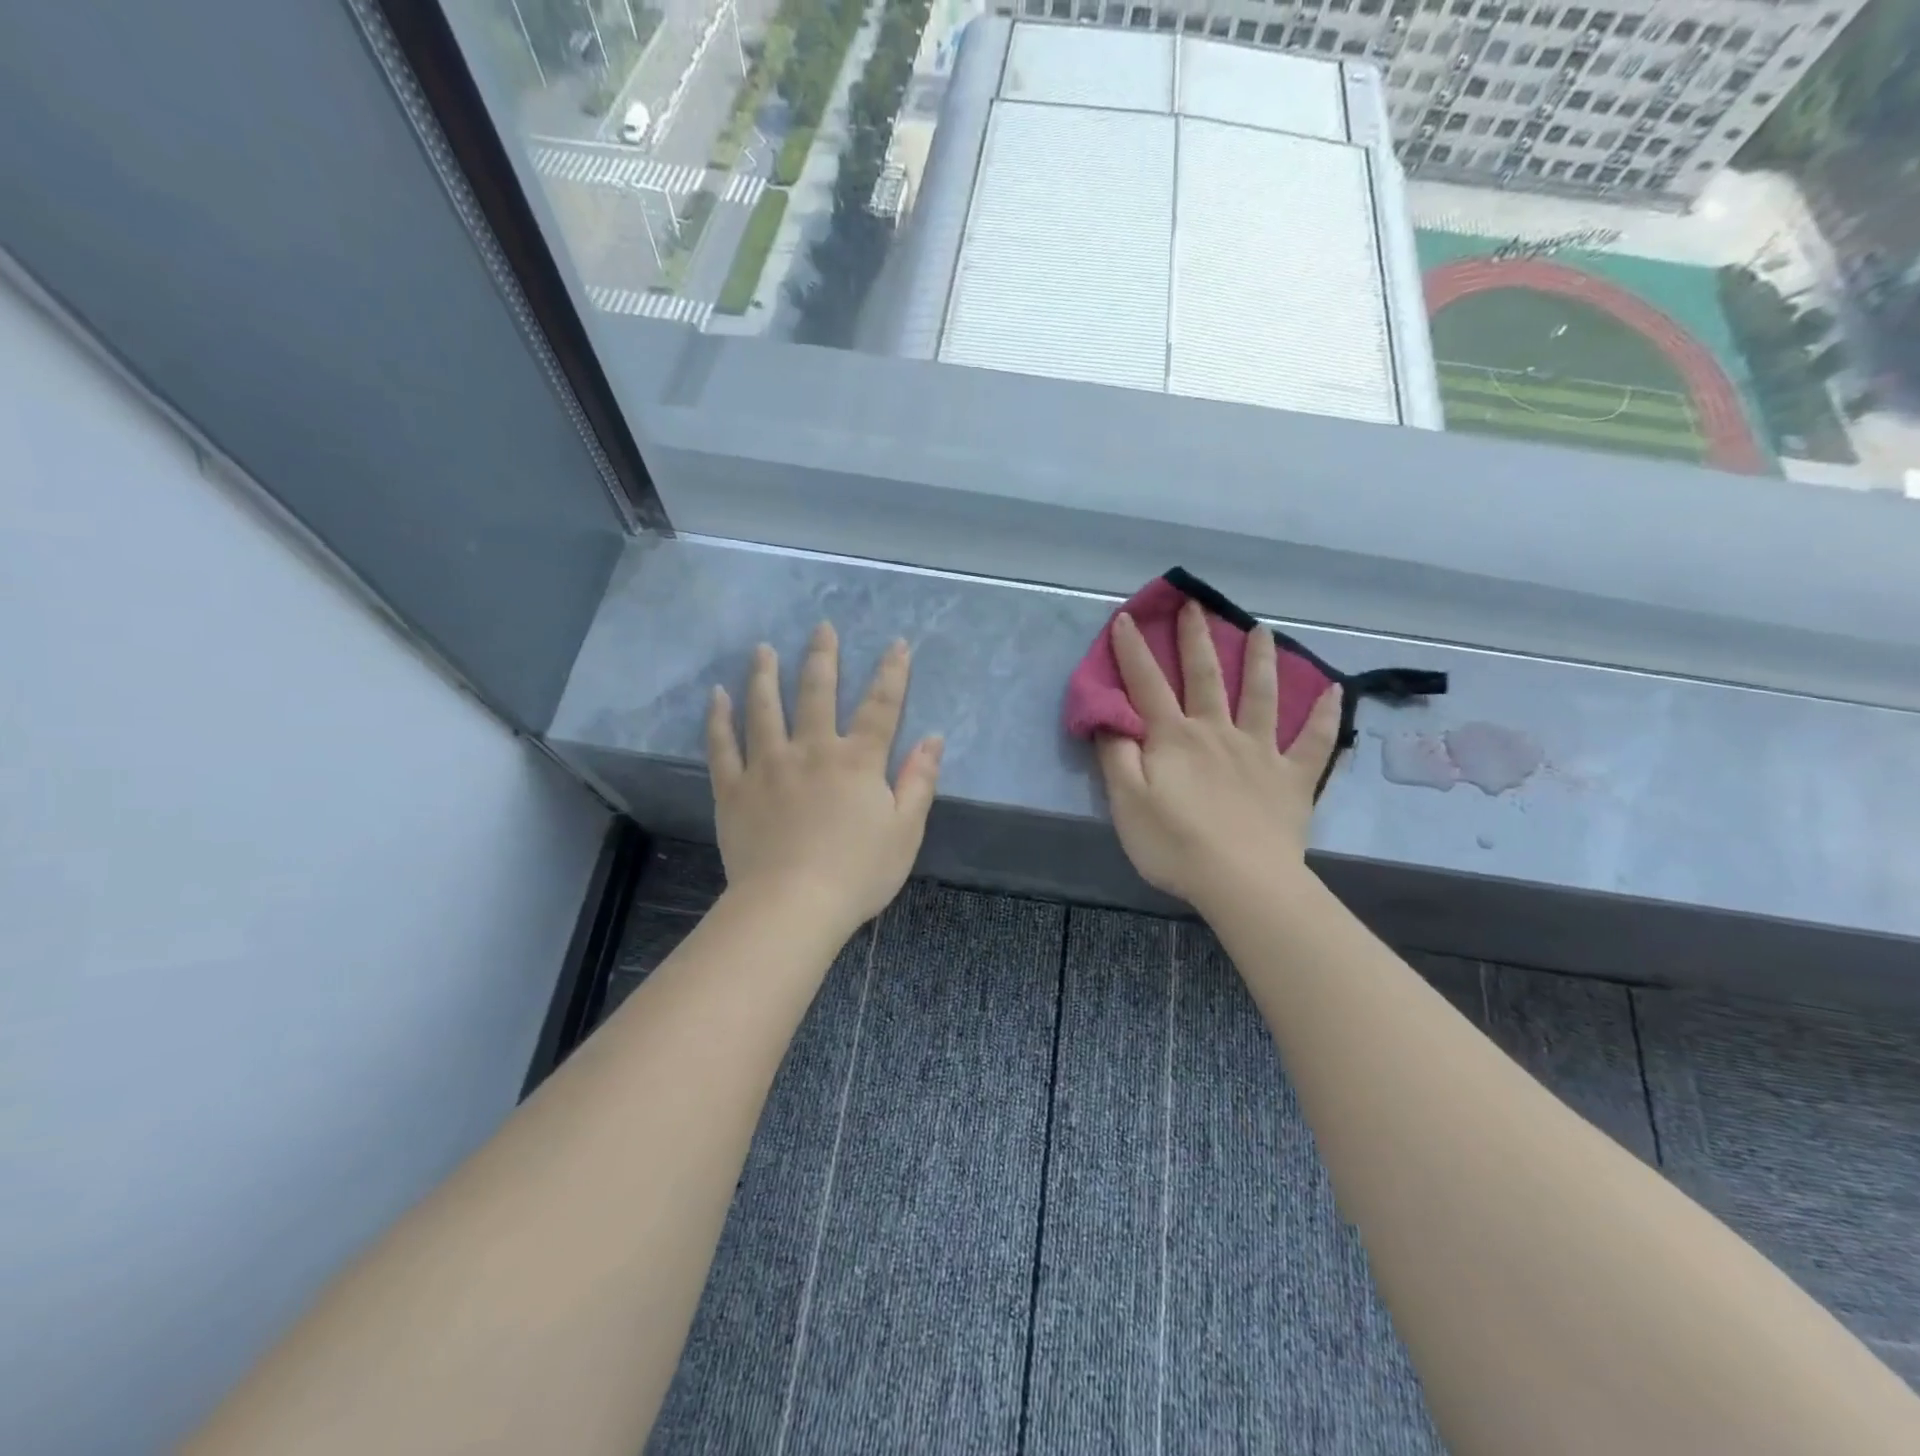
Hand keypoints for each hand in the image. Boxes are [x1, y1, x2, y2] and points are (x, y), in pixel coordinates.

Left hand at [707, 622, 943, 936]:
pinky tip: (716, 696)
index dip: (891, 673)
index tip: (896, 644)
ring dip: (764, 675)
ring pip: (764, 708)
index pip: (880, 707)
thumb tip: (933, 738)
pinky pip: (722, 746)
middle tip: (820, 627)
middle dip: (822, 658)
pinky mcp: (734, 789)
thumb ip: (919, 781)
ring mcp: (767, 766)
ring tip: (762, 649)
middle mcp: (811, 751)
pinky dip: (719, 719)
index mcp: (857, 761)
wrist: (792, 905)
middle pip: (817, 693)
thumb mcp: (905, 831)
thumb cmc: (858, 873)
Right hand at [1096, 602, 1339, 911]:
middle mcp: (1217, 732)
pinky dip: (1325, 716)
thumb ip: (1117, 757)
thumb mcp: (1127, 803)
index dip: (1133, 651)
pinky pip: (1314, 742)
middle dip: (1196, 639)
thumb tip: (1110, 719)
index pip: (1147, 685)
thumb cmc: (1175, 845)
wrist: (1242, 882)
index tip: (1127, 618)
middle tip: (1194, 605)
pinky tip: (1335, 691)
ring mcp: (1260, 752)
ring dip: (1260, 661)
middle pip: (1205, 677)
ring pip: (1261, 696)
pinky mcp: (1292, 778)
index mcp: (1174, 738)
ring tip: (1260, 630)